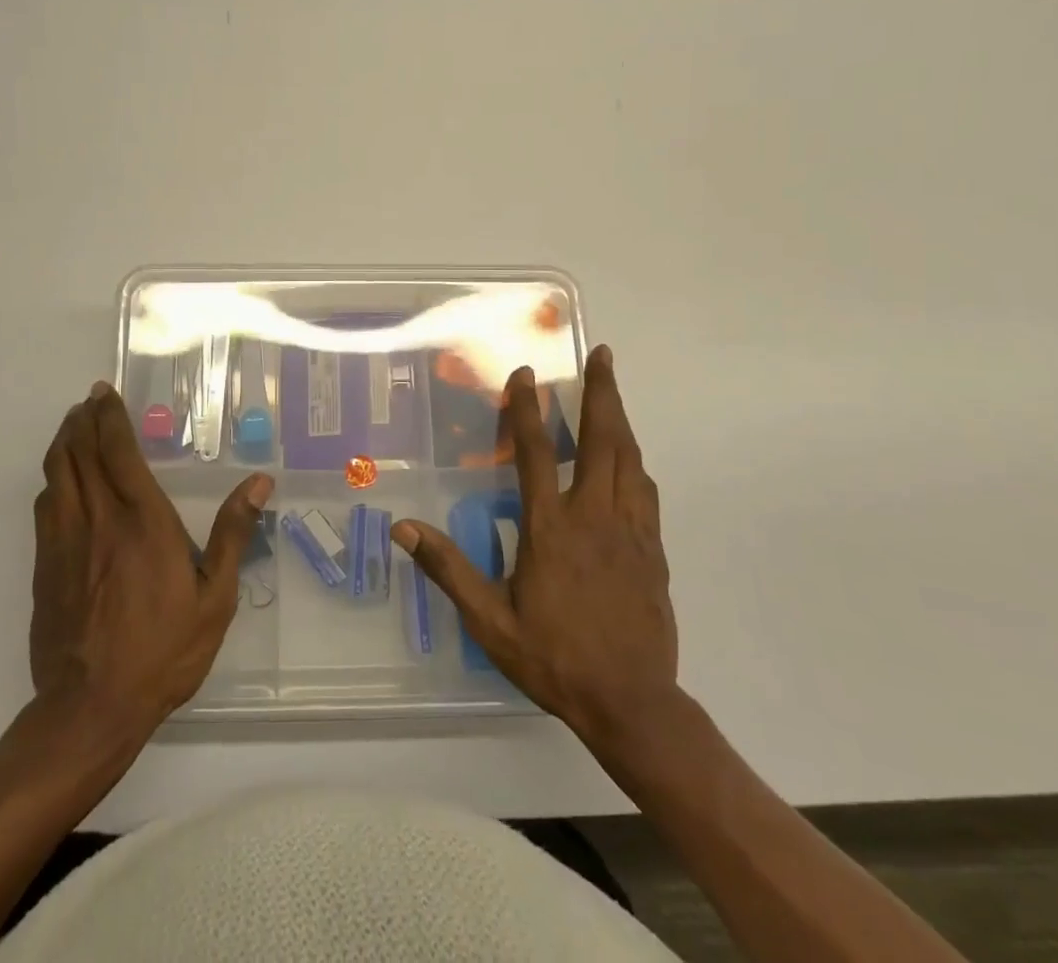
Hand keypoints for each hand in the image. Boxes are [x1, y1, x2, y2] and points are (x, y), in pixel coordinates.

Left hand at [31, 382, 271, 732]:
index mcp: (141, 519)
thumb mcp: (214, 597)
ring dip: (63, 443)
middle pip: (78, 452)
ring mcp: (63, 541)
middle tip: (89, 402)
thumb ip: (232, 534)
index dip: (108, 416)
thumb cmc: (163, 649)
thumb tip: (259, 483)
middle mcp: (97, 518)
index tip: (105, 393)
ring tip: (73, 428)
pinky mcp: (43, 566)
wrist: (91, 707)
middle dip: (82, 420)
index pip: (116, 450)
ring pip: (55, 474)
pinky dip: (53, 480)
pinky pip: (44, 506)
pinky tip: (61, 481)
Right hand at [394, 346, 678, 749]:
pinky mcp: (653, 550)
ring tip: (613, 390)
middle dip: (601, 393)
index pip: (539, 454)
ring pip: (630, 460)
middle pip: (602, 440)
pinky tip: (631, 459)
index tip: (525, 375)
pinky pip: (646, 491)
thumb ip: (448, 570)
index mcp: (552, 528)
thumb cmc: (554, 657)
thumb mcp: (490, 620)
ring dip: (620, 419)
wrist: (632, 703)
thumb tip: (404, 529)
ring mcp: (630, 531)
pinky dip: (635, 463)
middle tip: (602, 355)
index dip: (529, 410)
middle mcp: (595, 517)